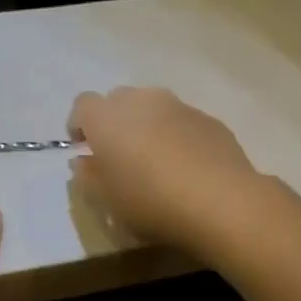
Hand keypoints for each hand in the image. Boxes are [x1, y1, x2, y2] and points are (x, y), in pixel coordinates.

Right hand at [68, 87, 271, 249]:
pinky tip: (184, 166)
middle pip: (117, 99)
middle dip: (113, 121)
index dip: (79, 126)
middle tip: (119, 155)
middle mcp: (141, 101)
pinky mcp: (208, 119)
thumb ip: (88, 176)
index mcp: (107, 118)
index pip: (81, 105)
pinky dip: (175, 135)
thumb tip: (83, 161)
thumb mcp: (106, 200)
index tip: (85, 150)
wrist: (220, 201)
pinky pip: (181, 120)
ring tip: (154, 160)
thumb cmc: (150, 202)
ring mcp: (178, 106)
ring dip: (146, 125)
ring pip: (152, 106)